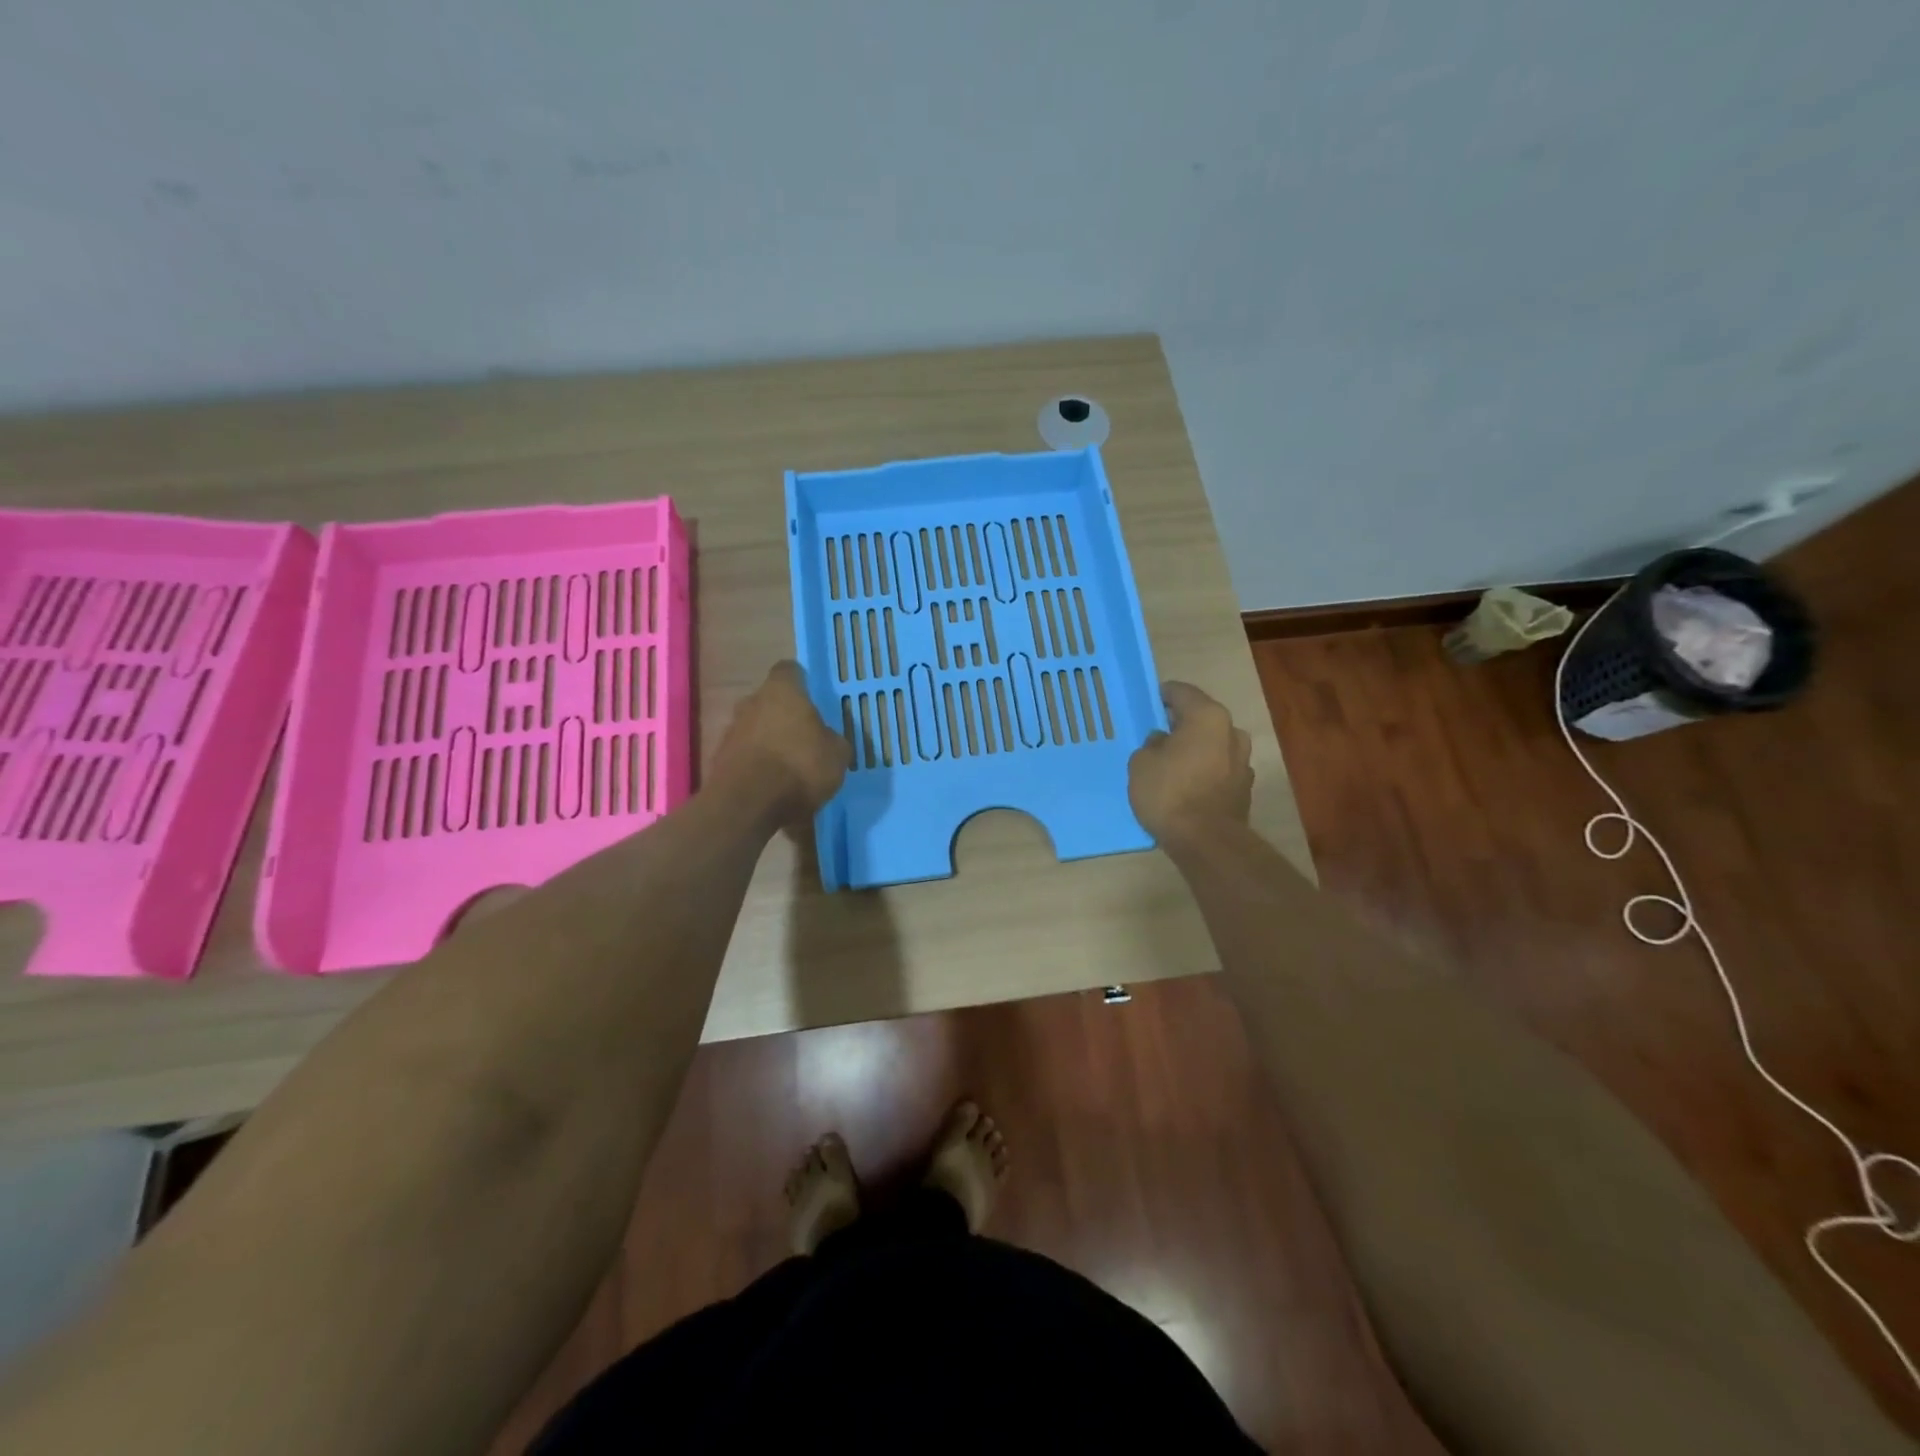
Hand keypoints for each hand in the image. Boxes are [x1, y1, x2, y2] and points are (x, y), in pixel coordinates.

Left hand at [711, 661, 850, 823]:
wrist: (749, 804)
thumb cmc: (800, 766)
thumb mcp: (837, 754)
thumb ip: (832, 739)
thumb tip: (827, 739)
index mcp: (782, 691)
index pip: (789, 671)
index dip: (802, 683)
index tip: (813, 699)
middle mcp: (751, 702)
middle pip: (769, 701)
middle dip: (784, 715)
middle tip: (804, 736)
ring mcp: (731, 730)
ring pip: (755, 728)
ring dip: (768, 741)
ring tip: (788, 766)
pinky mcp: (719, 759)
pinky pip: (744, 754)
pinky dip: (756, 764)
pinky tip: (771, 785)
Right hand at [1128, 681, 1252, 845]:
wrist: (1206, 842)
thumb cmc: (1170, 792)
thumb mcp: (1141, 763)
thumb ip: (1151, 744)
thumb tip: (1163, 742)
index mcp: (1208, 716)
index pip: (1182, 692)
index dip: (1163, 695)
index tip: (1149, 703)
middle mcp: (1232, 732)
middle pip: (1202, 719)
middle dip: (1181, 724)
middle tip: (1157, 735)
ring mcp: (1243, 761)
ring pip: (1213, 745)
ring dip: (1195, 749)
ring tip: (1172, 763)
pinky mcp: (1244, 788)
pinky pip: (1218, 769)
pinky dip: (1204, 770)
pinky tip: (1187, 785)